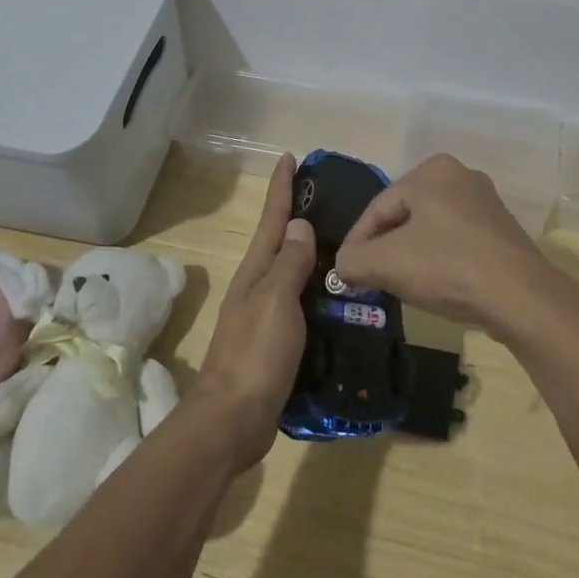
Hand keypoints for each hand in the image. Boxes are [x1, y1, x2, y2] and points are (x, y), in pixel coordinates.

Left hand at [192, 153, 317, 468]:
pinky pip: (301, 301)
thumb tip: (300, 224)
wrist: (233, 420)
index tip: (290, 157)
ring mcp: (265, 314)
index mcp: (257, 271)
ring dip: (312, 252)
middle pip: (282, 240)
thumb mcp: (275, 301)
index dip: (281, 187)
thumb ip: (289, 262)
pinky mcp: (276, 340)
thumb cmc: (255, 355)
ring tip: (345, 241)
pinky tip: (339, 295)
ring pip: (293, 271)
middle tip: (332, 196)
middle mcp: (259, 285)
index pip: (272, 218)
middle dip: (300, 214)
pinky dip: (317, 289)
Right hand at [335, 153, 557, 340]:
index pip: (378, 207)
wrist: (520, 296)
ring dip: (411, 255)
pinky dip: (439, 260)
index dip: (357, 242)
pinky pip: (456, 241)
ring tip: (398, 285)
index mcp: (431, 170)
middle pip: (405, 216)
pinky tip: (436, 285)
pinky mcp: (501, 231)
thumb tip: (343, 265)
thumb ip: (353, 260)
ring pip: (430, 229)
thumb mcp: (386, 263)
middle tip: (369, 279)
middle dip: (384, 248)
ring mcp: (485, 202)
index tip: (346, 273)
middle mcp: (460, 175)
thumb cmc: (447, 266)